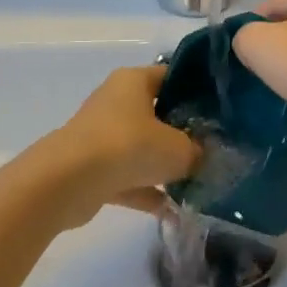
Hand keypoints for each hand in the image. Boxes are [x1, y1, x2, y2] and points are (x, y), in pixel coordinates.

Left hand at [40, 65, 200, 224]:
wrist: (69, 181)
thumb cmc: (128, 146)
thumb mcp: (178, 149)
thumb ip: (196, 151)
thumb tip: (201, 156)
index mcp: (133, 81)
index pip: (170, 76)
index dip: (195, 90)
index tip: (218, 111)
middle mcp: (115, 101)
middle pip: (156, 112)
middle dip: (181, 133)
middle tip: (210, 149)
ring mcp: (101, 134)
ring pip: (141, 146)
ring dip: (162, 166)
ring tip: (194, 183)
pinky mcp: (92, 167)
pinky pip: (127, 176)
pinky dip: (145, 191)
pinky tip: (170, 211)